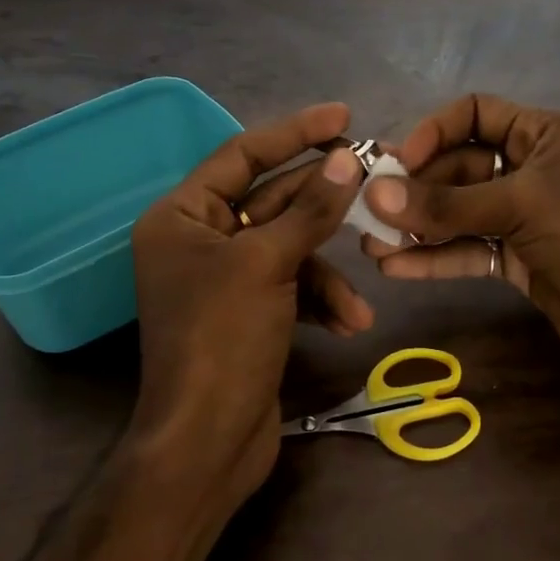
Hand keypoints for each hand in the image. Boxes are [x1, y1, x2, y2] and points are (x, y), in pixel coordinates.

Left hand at [131, 103, 369, 510]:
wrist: (207, 444)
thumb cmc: (222, 340)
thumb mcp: (267, 264)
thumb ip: (310, 209)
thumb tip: (347, 160)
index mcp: (182, 216)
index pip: (241, 155)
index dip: (293, 132)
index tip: (342, 116)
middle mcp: (198, 240)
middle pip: (271, 200)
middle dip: (323, 204)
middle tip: (377, 183)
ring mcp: (224, 278)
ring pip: (288, 248)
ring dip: (326, 271)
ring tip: (357, 301)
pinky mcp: (247, 312)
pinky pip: (290, 285)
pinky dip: (319, 300)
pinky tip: (349, 324)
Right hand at [360, 94, 559, 387]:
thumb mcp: (523, 206)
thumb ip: (448, 203)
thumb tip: (377, 194)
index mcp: (546, 134)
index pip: (477, 113)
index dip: (435, 131)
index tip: (401, 160)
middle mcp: (533, 169)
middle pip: (460, 168)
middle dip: (416, 189)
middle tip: (370, 209)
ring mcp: (525, 218)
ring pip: (460, 213)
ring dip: (418, 227)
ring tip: (372, 244)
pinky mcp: (519, 260)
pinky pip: (469, 250)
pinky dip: (435, 258)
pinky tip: (396, 268)